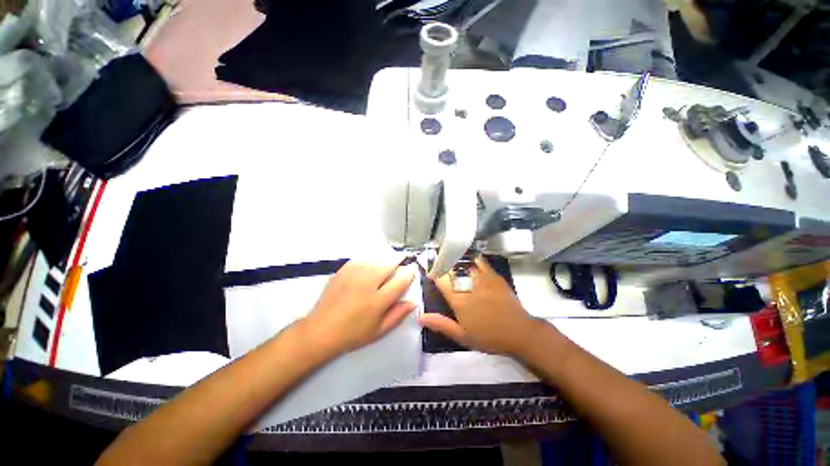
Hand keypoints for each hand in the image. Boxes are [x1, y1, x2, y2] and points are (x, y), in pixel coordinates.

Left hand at [304, 257, 416, 354]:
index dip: (410, 272)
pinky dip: (370, 260)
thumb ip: (398, 314)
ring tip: (388, 261)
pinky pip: (362, 260)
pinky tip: (371, 264)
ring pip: (376, 259)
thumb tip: (413, 301)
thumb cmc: (353, 334)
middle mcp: (368, 283)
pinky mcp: (343, 270)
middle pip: (389, 264)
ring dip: (385, 258)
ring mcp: (354, 275)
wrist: (320, 330)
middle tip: (403, 257)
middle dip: (399, 258)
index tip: (413, 268)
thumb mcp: (379, 330)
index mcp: (378, 300)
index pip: (401, 280)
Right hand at [420, 257, 541, 354]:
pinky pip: (480, 261)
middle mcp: (468, 285)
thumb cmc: (488, 336)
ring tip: (450, 258)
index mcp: (458, 299)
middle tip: (438, 264)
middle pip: (451, 268)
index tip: (430, 273)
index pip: (440, 279)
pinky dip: (472, 258)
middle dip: (442, 264)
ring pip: (464, 263)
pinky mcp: (493, 275)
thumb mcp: (462, 335)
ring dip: (455, 260)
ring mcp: (482, 278)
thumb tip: (420, 317)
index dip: (433, 272)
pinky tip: (469, 259)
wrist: (518, 331)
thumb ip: (441, 324)